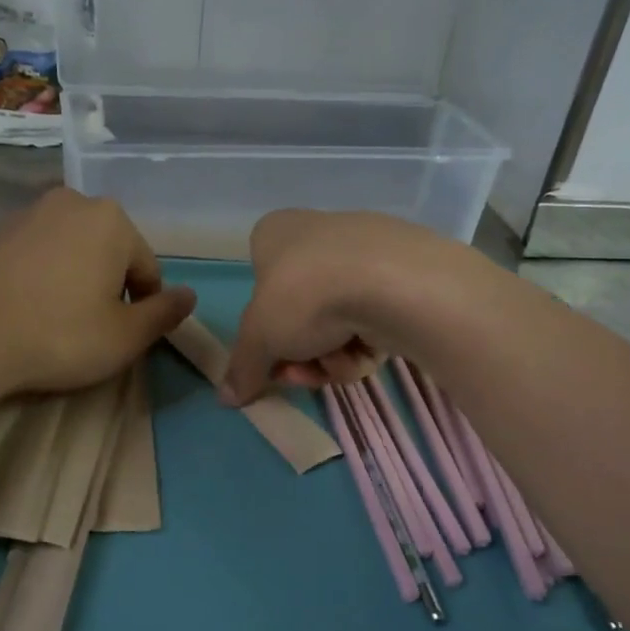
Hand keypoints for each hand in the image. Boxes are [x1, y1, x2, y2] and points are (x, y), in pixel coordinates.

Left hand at [0, 188, 195, 397]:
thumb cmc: (59, 335)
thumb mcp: (125, 336)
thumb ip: (163, 314)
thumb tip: (189, 296)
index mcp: (111, 219)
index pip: (147, 268)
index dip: (142, 307)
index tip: (122, 336)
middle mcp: (71, 202)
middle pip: (109, 253)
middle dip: (108, 288)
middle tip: (91, 329)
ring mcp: (27, 213)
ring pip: (72, 251)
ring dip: (75, 281)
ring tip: (57, 321)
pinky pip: (36, 255)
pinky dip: (42, 277)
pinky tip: (27, 310)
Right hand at [223, 209, 469, 404]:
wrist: (393, 283)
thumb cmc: (306, 295)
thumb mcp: (259, 338)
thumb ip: (242, 368)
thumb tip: (227, 397)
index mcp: (277, 233)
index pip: (260, 281)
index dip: (263, 327)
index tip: (269, 358)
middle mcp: (319, 235)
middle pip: (300, 312)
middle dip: (299, 352)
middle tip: (301, 373)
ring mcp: (365, 254)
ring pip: (336, 322)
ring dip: (330, 355)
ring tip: (338, 364)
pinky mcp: (403, 277)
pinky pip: (372, 321)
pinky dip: (364, 346)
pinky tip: (368, 355)